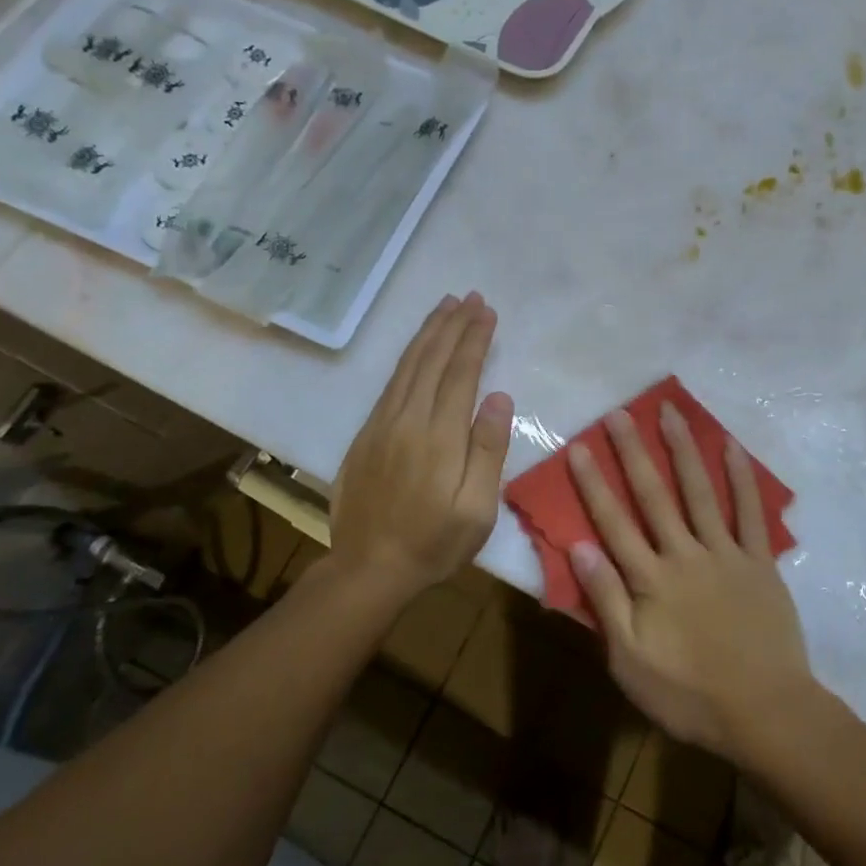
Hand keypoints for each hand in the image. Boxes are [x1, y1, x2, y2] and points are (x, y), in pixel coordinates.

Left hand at [331, 294, 512, 596]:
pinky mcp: (366, 433)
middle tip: (469, 297)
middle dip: (453, 325)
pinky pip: (390, 382)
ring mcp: (381, 424)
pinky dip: (407, 356)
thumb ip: (488, 450)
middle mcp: (407, 419)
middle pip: (432, 360)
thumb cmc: (434, 543)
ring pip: (408, 365)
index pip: (460, 374)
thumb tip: (499, 397)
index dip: (475, 339)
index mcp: (439, 436)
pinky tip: (416, 348)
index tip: (487, 312)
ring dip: (428, 332)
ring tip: (445, 306)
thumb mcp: (477, 510)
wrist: (367, 568)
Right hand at [566, 403, 813, 762]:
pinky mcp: (759, 561)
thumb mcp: (630, 661)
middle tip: (619, 413)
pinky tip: (731, 446)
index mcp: (650, 580)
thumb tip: (579, 547)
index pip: (613, 523)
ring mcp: (725, 554)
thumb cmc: (689, 695)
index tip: (579, 446)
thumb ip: (606, 601)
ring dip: (683, 450)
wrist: (765, 712)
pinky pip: (750, 512)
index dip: (593, 483)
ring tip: (670, 412)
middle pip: (654, 496)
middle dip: (633, 452)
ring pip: (700, 492)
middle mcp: (685, 555)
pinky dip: (741, 478)